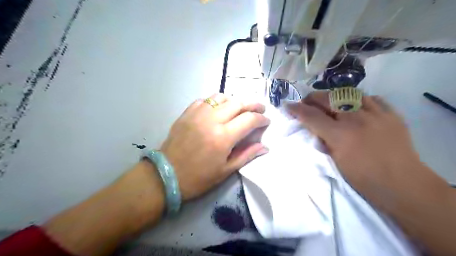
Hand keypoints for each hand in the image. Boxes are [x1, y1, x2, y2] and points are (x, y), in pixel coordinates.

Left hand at [160, 93, 267, 200]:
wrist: (167, 175)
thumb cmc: (198, 178)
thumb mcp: (226, 171)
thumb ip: (247, 155)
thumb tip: (265, 147)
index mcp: (223, 137)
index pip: (249, 120)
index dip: (261, 119)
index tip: (266, 121)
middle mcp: (211, 120)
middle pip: (238, 103)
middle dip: (253, 104)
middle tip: (260, 108)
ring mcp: (197, 114)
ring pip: (221, 97)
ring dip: (234, 100)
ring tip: (239, 108)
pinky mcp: (187, 113)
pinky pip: (205, 100)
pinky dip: (216, 102)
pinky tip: (218, 109)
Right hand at [284, 92, 419, 197]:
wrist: (403, 185)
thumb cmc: (364, 179)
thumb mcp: (335, 162)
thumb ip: (323, 141)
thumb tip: (314, 129)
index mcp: (340, 135)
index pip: (312, 116)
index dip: (297, 109)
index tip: (288, 105)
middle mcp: (356, 118)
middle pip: (328, 98)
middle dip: (312, 98)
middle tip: (306, 102)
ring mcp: (376, 113)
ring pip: (349, 93)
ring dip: (334, 96)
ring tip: (329, 102)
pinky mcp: (391, 114)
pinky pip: (371, 98)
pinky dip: (359, 99)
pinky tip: (356, 106)